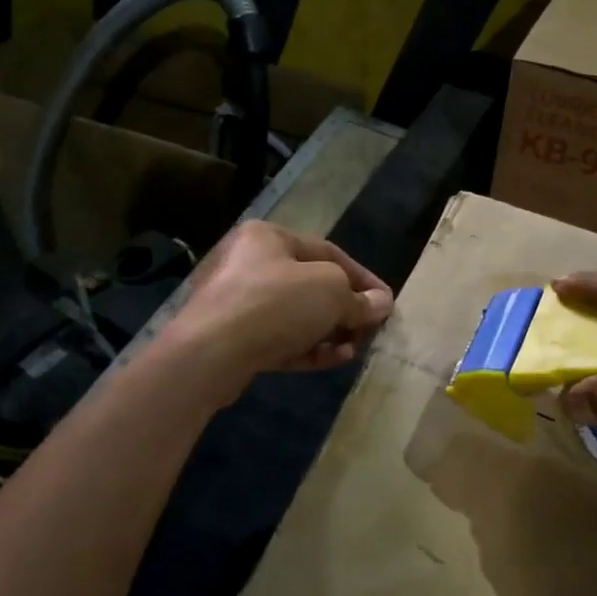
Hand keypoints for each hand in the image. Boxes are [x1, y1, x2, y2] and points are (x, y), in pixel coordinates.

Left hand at [159, 222, 391, 394]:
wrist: (210, 353)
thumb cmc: (275, 303)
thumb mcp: (330, 291)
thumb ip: (359, 298)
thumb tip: (381, 303)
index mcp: (268, 237)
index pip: (329, 252)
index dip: (362, 278)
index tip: (386, 302)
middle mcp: (250, 263)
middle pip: (312, 285)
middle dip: (345, 309)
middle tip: (369, 329)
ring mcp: (238, 303)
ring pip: (296, 315)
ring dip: (330, 332)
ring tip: (354, 348)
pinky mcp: (234, 339)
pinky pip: (280, 338)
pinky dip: (308, 347)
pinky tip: (334, 358)